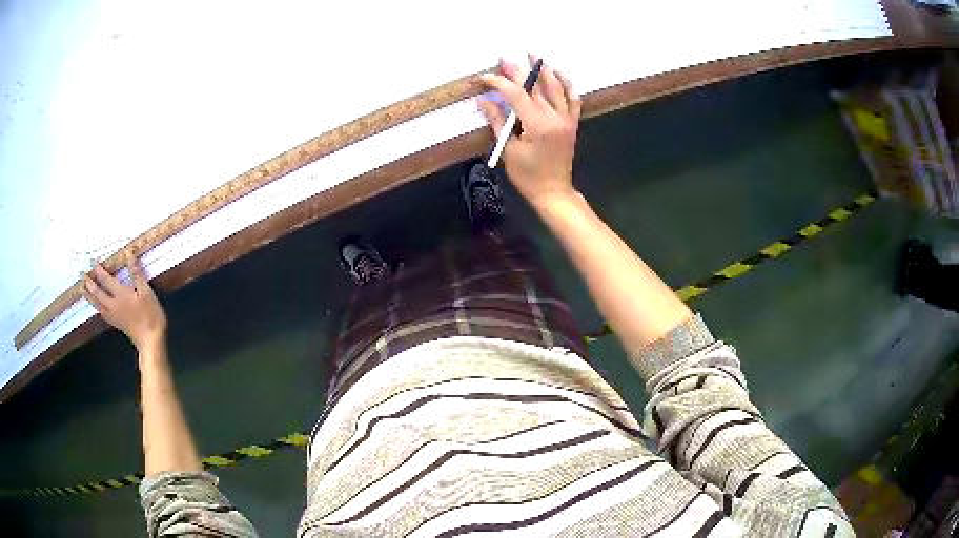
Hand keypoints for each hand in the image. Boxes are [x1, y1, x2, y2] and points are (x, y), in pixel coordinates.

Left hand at [82, 254, 166, 351]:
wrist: (151, 341)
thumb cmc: (150, 315)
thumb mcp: (146, 292)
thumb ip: (136, 273)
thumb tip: (128, 254)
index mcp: (120, 295)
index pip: (106, 279)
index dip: (98, 269)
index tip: (92, 260)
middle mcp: (113, 305)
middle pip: (98, 293)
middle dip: (89, 283)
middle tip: (81, 275)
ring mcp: (113, 316)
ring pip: (97, 304)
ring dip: (89, 296)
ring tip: (82, 289)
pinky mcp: (116, 324)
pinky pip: (102, 313)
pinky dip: (96, 307)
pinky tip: (96, 306)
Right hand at [478, 56, 581, 210]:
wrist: (554, 191)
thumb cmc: (528, 176)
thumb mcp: (508, 150)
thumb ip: (498, 122)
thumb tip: (483, 101)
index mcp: (537, 126)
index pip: (516, 95)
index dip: (499, 83)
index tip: (485, 78)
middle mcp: (555, 118)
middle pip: (535, 87)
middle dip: (518, 71)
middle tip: (504, 59)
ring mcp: (566, 119)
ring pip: (556, 88)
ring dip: (544, 70)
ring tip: (534, 55)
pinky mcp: (572, 123)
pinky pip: (573, 99)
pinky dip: (567, 85)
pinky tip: (559, 74)